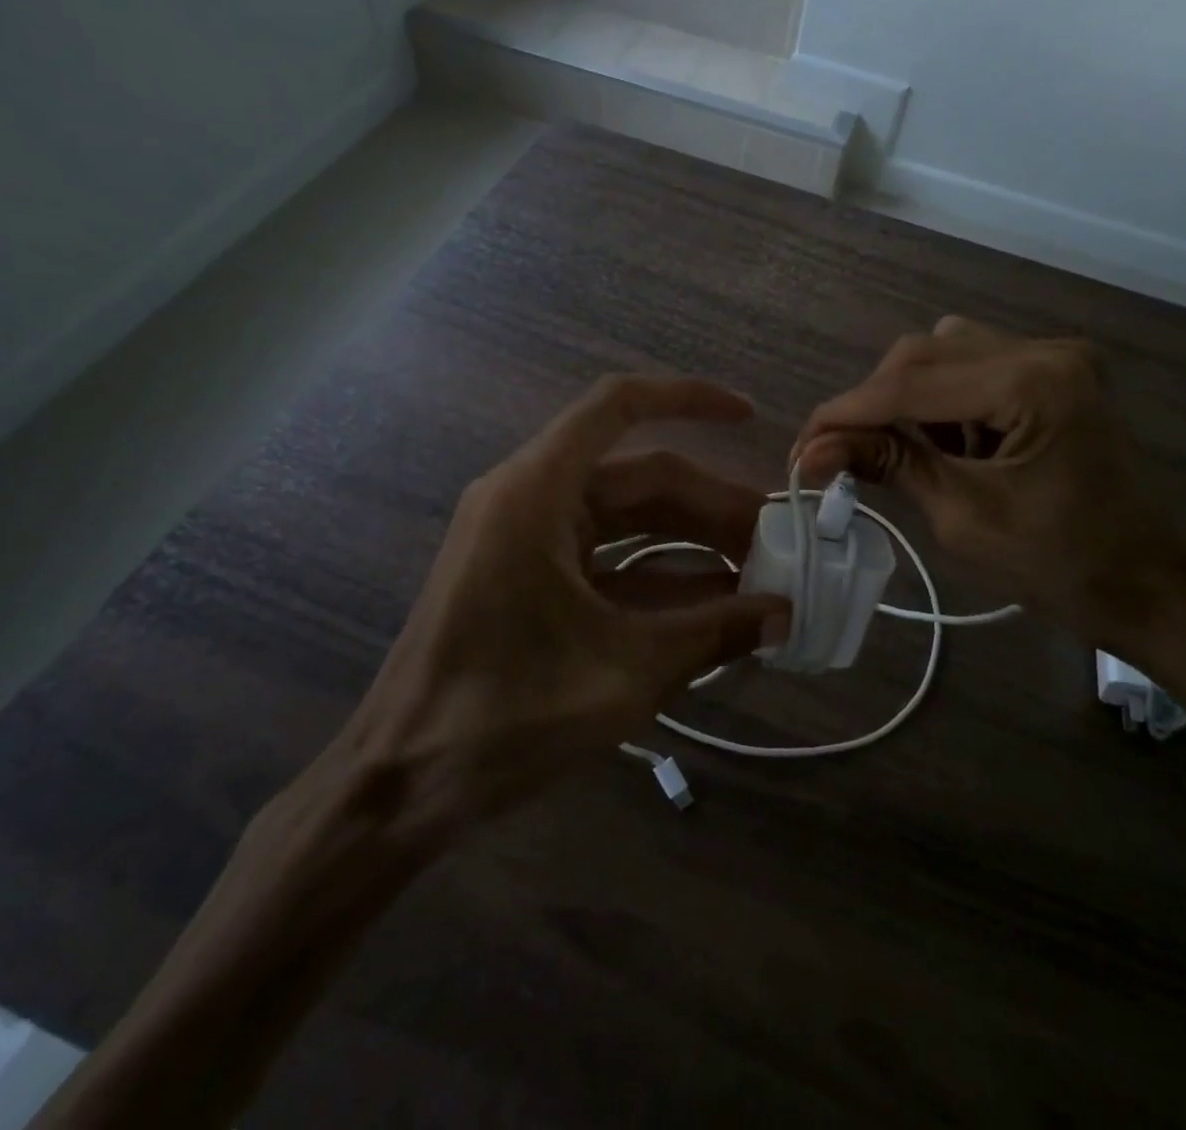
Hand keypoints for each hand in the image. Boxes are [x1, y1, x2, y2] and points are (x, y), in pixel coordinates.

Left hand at [309, 374, 785, 847]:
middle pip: (638, 477)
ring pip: (626, 519)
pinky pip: (605, 558)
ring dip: (688, 542)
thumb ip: (713, 635)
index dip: (688, 400)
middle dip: (709, 506)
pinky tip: (711, 605)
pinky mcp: (527, 577)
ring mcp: (525, 539)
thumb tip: (786, 616)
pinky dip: (656, 576)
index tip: (748, 417)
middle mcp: (528, 498)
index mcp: (537, 492)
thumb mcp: (625, 673)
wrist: (399, 785)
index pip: (618, 406)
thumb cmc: (503, 717)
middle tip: (775, 543)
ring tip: (757, 574)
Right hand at [793, 317, 1185, 714]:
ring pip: (945, 352)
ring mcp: (1055, 358)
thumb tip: (812, 451)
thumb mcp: (964, 518)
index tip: (800, 447)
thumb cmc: (1063, 567)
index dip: (845, 413)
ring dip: (906, 397)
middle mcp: (1045, 350)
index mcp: (1033, 383)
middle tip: (837, 453)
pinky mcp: (1055, 374)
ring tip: (895, 452)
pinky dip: (941, 401)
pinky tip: (941, 444)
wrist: (1153, 588)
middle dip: (873, 402)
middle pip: (924, 353)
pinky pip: (974, 368)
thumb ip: (889, 464)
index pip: (911, 382)